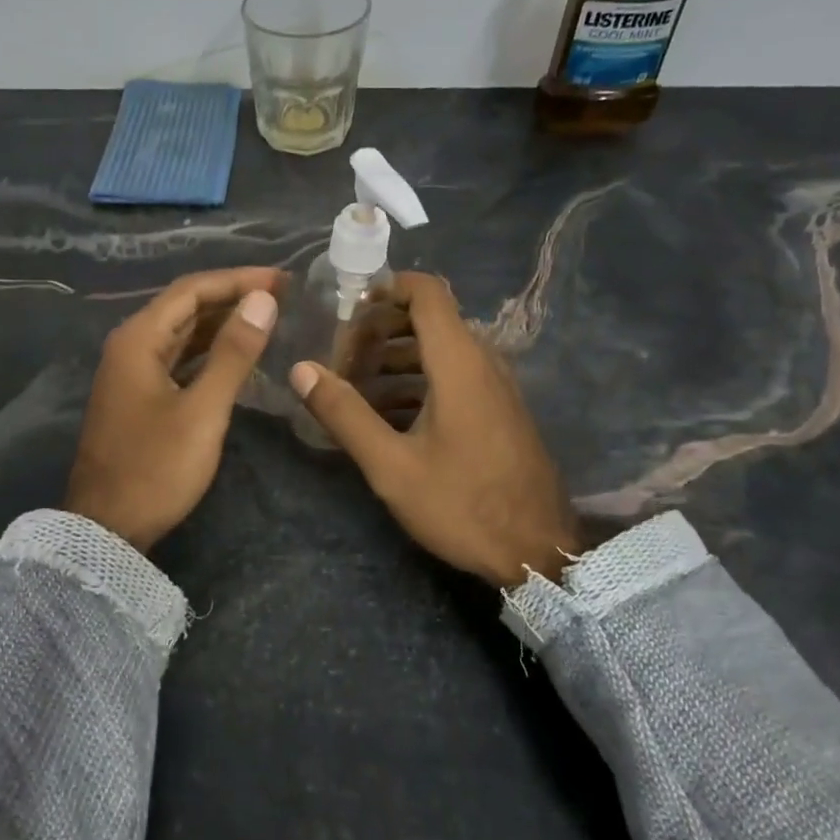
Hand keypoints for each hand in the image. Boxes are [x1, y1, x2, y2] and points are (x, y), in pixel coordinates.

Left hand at [65, 268, 282, 550]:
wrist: (107, 527)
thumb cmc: (156, 468)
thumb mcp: (202, 411)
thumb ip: (233, 353)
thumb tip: (263, 300)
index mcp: (138, 339)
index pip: (192, 289)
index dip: (239, 279)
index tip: (283, 280)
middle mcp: (130, 345)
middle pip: (185, 306)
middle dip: (232, 297)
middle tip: (283, 296)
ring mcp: (131, 372)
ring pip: (182, 333)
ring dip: (222, 323)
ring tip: (267, 318)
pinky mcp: (138, 396)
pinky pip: (178, 358)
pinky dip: (208, 351)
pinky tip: (237, 355)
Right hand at [289, 272, 580, 586]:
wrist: (538, 552)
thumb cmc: (462, 504)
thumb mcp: (391, 465)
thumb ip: (345, 413)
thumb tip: (301, 369)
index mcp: (459, 363)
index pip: (428, 292)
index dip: (387, 287)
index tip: (348, 308)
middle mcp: (482, 362)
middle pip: (430, 320)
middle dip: (381, 330)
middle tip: (341, 356)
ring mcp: (496, 387)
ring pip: (441, 350)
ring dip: (397, 358)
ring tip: (356, 386)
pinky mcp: (500, 411)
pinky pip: (455, 376)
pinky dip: (419, 381)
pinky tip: (388, 416)